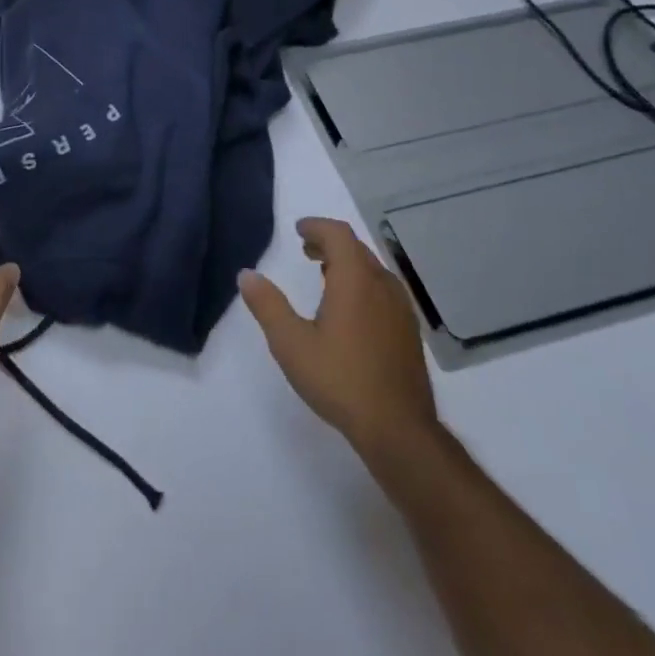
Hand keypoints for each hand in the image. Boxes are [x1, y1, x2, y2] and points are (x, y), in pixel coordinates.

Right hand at [239, 217, 440, 458]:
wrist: (398, 429)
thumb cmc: (341, 380)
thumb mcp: (292, 344)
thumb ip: (268, 305)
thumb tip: (246, 274)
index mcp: (355, 279)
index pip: (338, 234)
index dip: (317, 226)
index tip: (299, 230)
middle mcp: (382, 285)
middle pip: (356, 248)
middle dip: (330, 243)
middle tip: (306, 251)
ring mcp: (400, 308)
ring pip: (372, 269)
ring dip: (347, 264)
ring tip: (324, 277)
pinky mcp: (408, 330)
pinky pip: (383, 290)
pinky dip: (363, 283)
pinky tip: (350, 311)